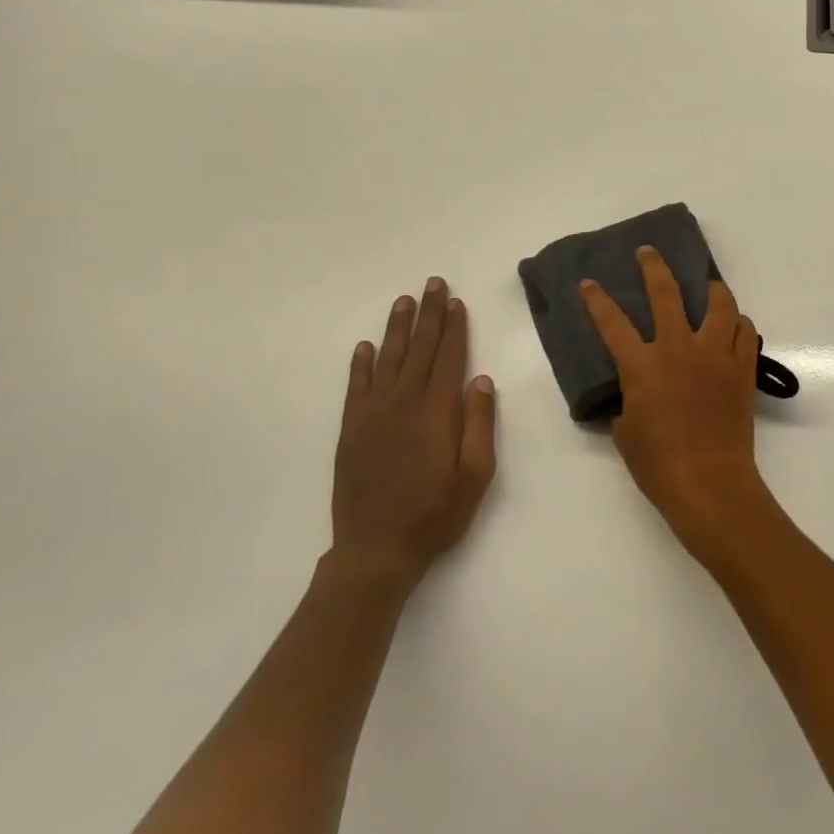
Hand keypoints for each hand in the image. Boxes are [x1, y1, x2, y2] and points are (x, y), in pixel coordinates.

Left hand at [330, 277, 496, 581]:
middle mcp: (404, 403)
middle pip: (419, 349)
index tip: (456, 301)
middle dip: (428, 314)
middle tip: (433, 283)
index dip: (454, 327)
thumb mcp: (476, 474)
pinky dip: (361, 364)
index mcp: (437, 411)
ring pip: (388, 359)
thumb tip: (481, 380)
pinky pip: (356, 387)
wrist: (375, 550)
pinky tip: (365, 346)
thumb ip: (480, 424)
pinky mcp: (351, 430)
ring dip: (397, 328)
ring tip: (404, 301)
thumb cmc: (436, 513)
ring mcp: (373, 415)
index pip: (449, 357)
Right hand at [580, 247, 768, 558]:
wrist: (709, 482)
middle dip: (653, 266)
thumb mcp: (626, 432)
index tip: (589, 282)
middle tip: (648, 252)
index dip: (597, 300)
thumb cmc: (658, 464)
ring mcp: (715, 354)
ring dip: (711, 289)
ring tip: (706, 285)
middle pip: (666, 293)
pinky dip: (738, 323)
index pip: (612, 322)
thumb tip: (632, 393)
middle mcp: (679, 348)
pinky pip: (746, 332)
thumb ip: (626, 402)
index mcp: (643, 364)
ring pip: (719, 304)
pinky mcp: (742, 367)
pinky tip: (733, 326)